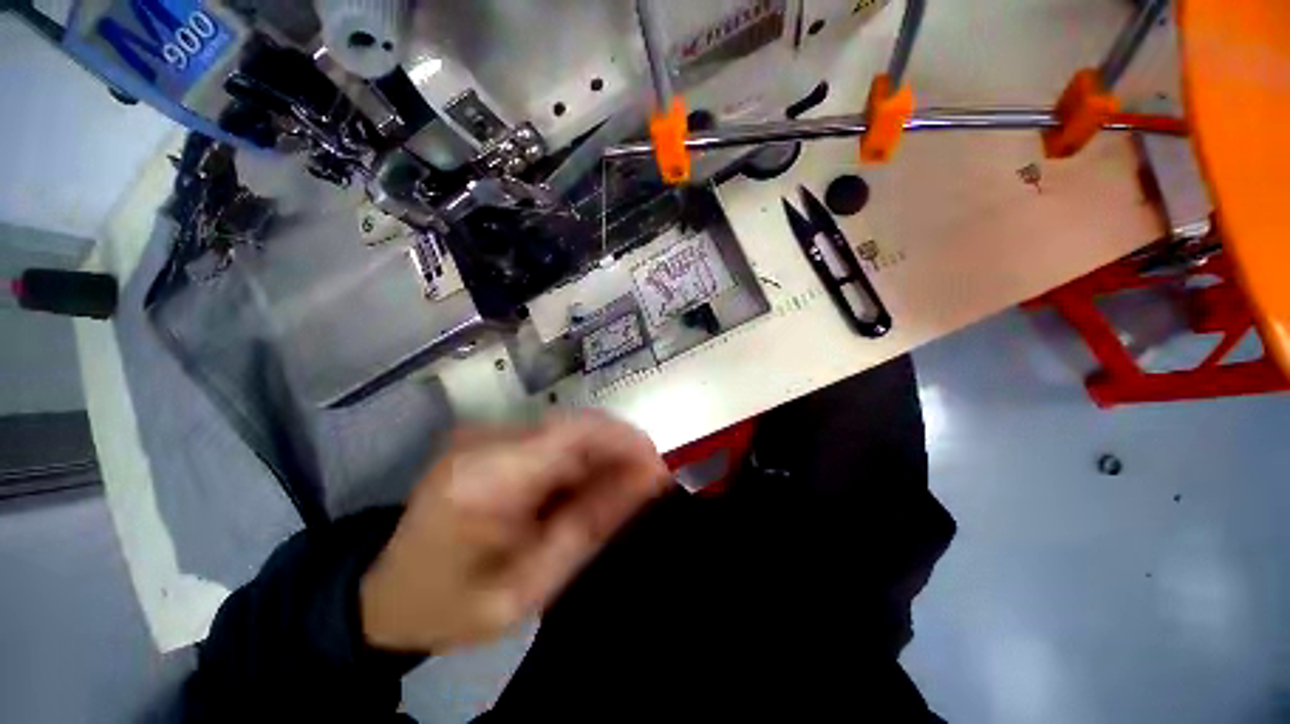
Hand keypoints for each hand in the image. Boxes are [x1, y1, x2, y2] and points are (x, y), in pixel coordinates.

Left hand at [359, 412, 670, 652]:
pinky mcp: (488, 437)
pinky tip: (583, 486)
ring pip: (567, 428)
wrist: (385, 595)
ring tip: (620, 490)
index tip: (659, 469)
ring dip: (600, 455)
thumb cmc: (454, 603)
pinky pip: (551, 437)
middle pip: (574, 425)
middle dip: (619, 450)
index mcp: (487, 479)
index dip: (625, 442)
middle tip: (647, 484)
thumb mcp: (529, 585)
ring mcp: (483, 433)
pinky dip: (578, 458)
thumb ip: (591, 525)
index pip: (574, 433)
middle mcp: (484, 440)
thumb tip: (648, 480)